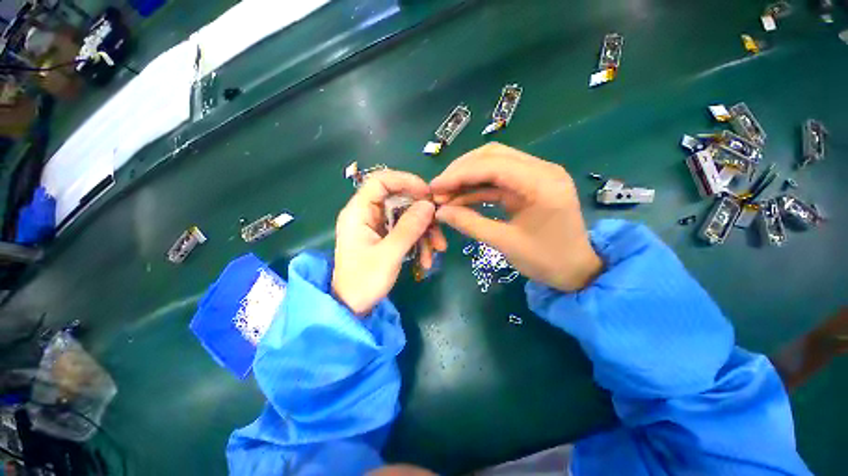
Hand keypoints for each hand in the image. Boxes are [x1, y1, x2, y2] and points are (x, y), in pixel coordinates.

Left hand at [333, 170, 446, 314]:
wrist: (352, 308)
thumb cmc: (364, 282)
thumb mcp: (389, 255)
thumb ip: (409, 228)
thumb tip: (429, 205)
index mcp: (359, 212)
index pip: (381, 181)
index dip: (405, 181)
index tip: (427, 194)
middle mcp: (367, 214)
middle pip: (399, 200)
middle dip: (422, 214)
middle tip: (439, 228)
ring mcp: (377, 226)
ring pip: (406, 216)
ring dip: (424, 232)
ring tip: (437, 250)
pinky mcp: (384, 237)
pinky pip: (405, 231)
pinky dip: (418, 242)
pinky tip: (427, 259)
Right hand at [430, 142, 601, 291]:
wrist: (576, 270)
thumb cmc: (547, 261)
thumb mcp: (505, 244)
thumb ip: (470, 224)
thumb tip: (440, 212)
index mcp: (542, 183)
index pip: (493, 165)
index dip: (459, 174)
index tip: (434, 187)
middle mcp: (542, 169)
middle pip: (492, 155)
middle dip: (461, 171)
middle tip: (438, 189)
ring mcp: (536, 175)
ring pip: (493, 164)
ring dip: (466, 177)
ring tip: (445, 194)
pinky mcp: (529, 184)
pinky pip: (497, 179)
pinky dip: (476, 187)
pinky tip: (459, 198)